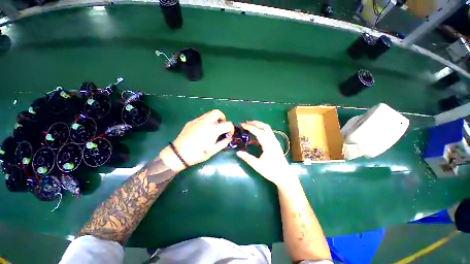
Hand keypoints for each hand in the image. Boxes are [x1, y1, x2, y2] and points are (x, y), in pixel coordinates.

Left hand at [159, 110, 233, 171]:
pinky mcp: (191, 122)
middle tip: (221, 127)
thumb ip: (223, 143)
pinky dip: (207, 121)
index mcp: (213, 129)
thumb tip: (229, 138)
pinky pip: (202, 118)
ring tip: (213, 129)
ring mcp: (197, 120)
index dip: (231, 129)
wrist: (179, 154)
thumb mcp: (213, 150)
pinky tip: (203, 130)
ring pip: (209, 113)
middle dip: (222, 118)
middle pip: (218, 112)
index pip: (228, 124)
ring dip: (214, 119)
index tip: (228, 135)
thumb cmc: (198, 154)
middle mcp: (206, 122)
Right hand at [236, 121, 297, 186]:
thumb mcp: (258, 165)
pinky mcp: (275, 144)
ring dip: (258, 126)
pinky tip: (254, 137)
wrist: (285, 176)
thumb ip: (247, 158)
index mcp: (268, 144)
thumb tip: (237, 152)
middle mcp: (272, 140)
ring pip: (267, 129)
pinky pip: (267, 134)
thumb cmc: (271, 171)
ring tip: (249, 126)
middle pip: (265, 126)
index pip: (258, 132)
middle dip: (255, 123)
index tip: (242, 125)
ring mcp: (275, 142)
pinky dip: (261, 132)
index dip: (249, 127)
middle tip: (246, 123)